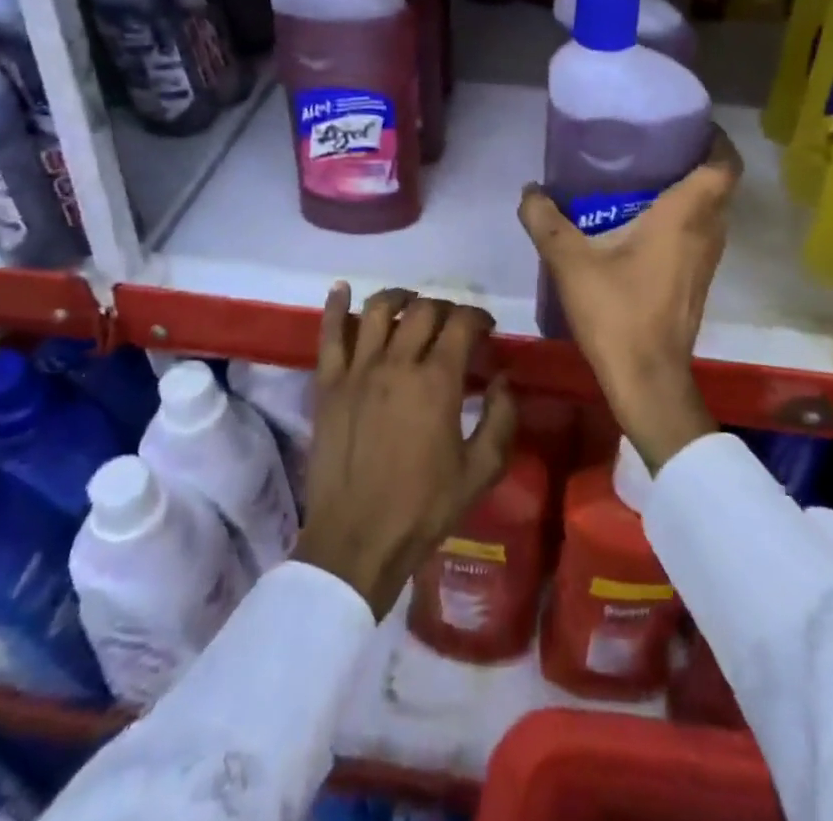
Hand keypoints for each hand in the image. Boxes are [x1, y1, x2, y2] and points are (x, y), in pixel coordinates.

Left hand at [294, 284, 517, 617]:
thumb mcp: (481, 470)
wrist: (357, 543)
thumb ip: (501, 418)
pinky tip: (342, 289)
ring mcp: (358, 370)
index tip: (486, 328)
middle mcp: (398, 363)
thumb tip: (503, 379)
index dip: (478, 317)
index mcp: (437, 381)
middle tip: (453, 324)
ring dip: (400, 298)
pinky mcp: (328, 384)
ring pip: (379, 310)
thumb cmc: (424, 509)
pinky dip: (336, 306)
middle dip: (445, 308)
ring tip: (411, 303)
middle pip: (423, 310)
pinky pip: (330, 334)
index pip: (461, 324)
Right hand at [518, 128, 741, 471]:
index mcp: (686, 216)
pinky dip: (684, 218)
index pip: (723, 166)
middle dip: (696, 160)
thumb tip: (530, 190)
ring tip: (647, 177)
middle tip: (656, 146)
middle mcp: (707, 232)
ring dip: (691, 191)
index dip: (716, 140)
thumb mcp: (571, 263)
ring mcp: (707, 260)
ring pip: (711, 211)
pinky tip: (644, 223)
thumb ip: (546, 221)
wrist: (648, 380)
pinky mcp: (698, 281)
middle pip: (719, 185)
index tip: (689, 125)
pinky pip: (701, 233)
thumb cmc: (617, 313)